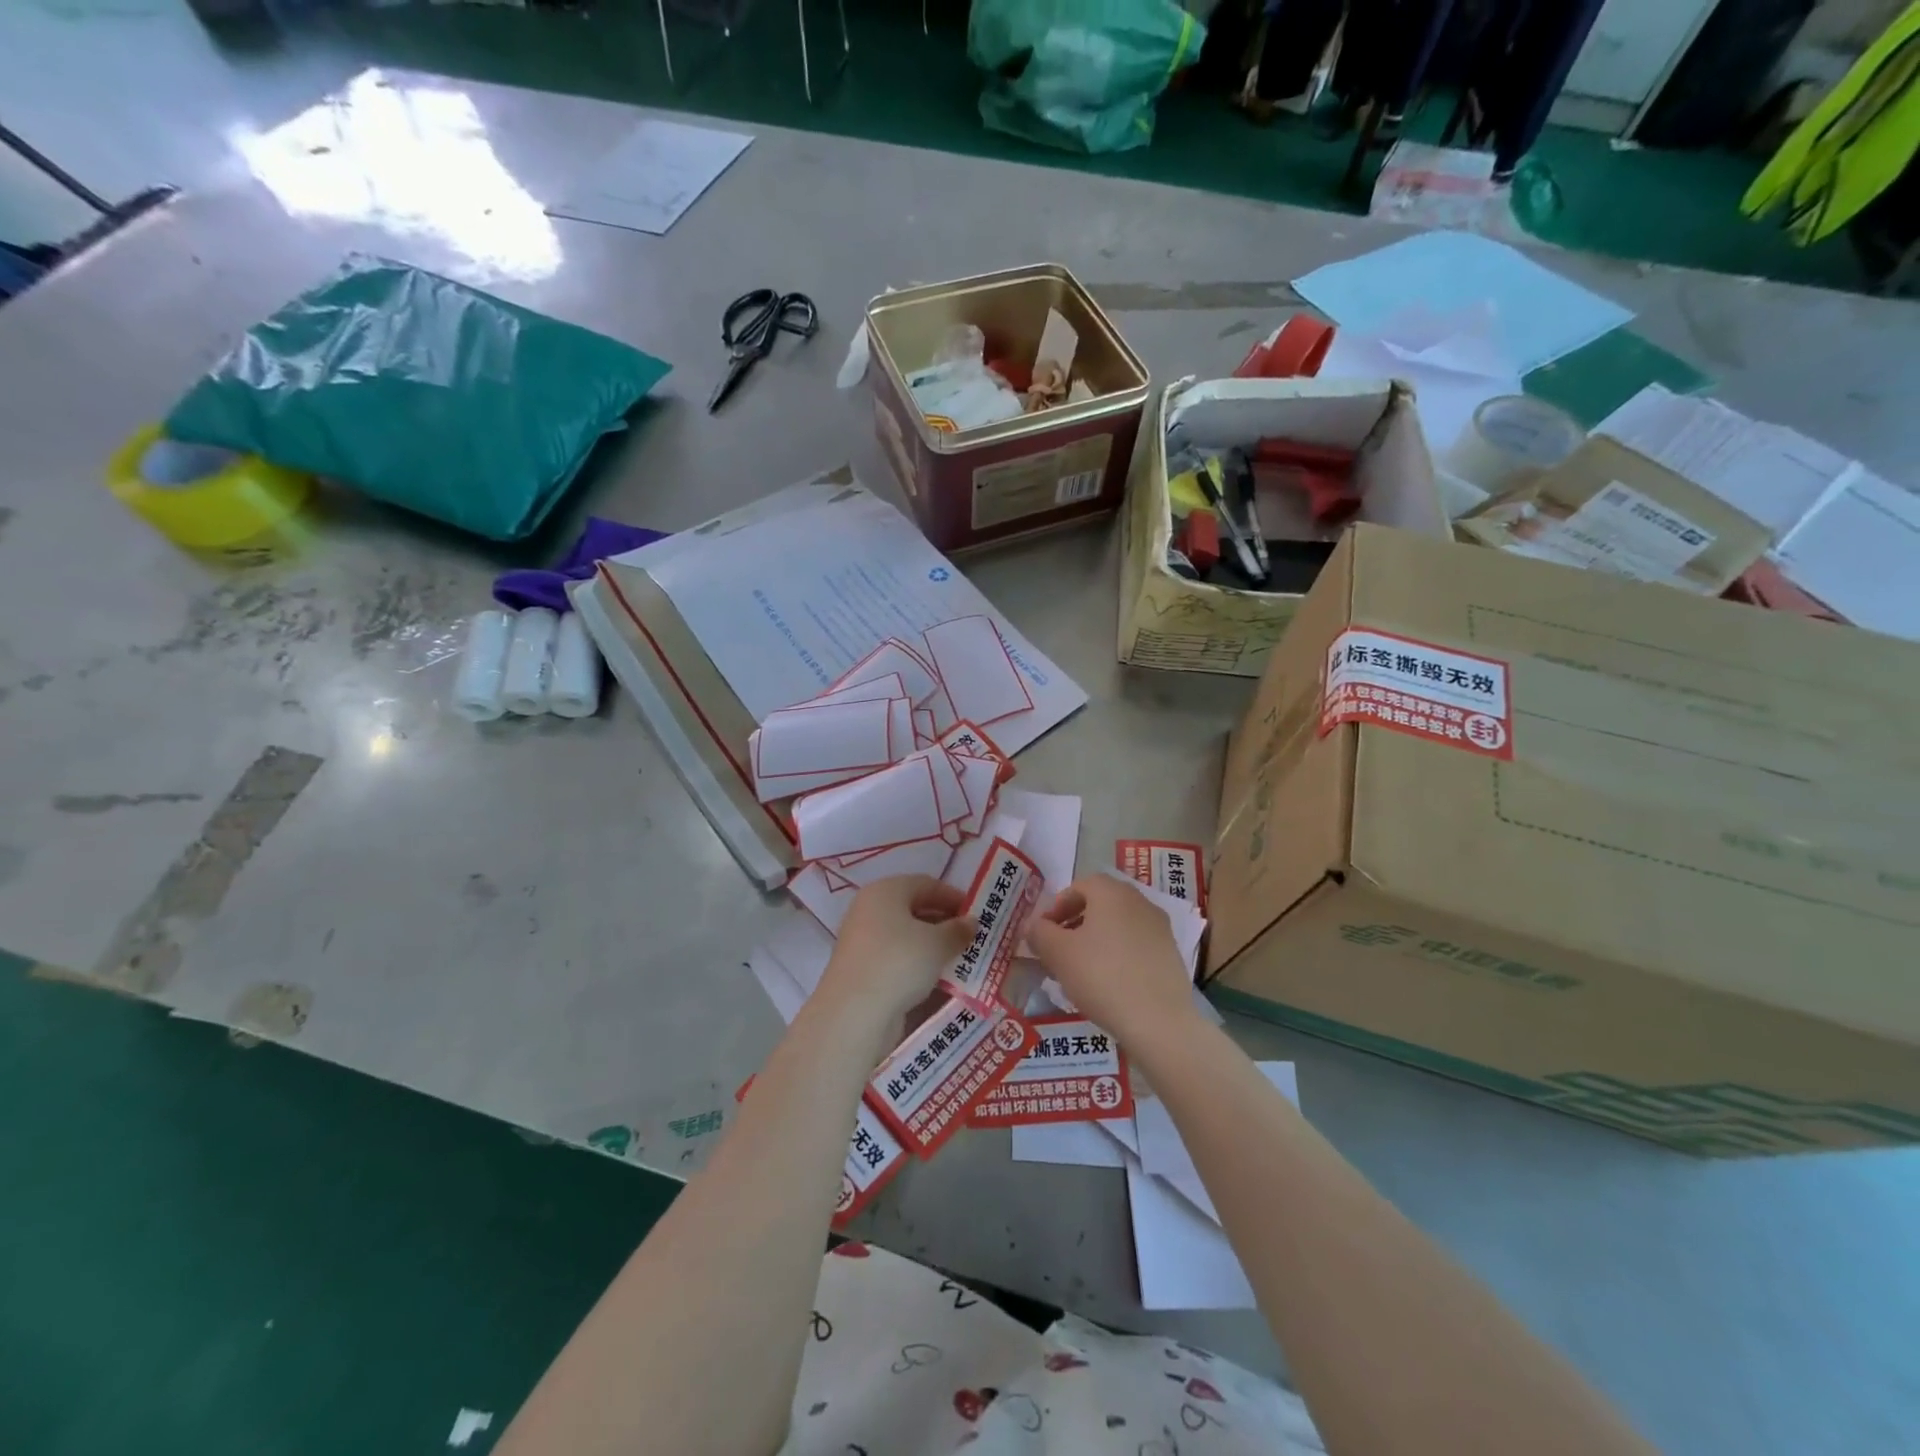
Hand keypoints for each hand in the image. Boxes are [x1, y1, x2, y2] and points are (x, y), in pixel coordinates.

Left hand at [817, 875, 971, 1027]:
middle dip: (943, 922)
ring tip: (958, 959)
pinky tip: (935, 977)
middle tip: (970, 938)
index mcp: (885, 891)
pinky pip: (895, 957)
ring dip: (931, 945)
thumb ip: (958, 930)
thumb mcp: (938, 943)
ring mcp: (862, 940)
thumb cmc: (899, 962)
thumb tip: (971, 923)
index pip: (926, 884)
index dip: (953, 896)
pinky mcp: (861, 968)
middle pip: (913, 908)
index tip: (977, 913)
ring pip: (904, 935)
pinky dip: (916, 963)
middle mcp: (869, 909)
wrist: (855, 1013)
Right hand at [1028, 875, 1196, 1045]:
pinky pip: (1136, 945)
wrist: (1159, 1022)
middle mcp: (1140, 902)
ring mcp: (1160, 928)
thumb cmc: (1102, 977)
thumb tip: (1034, 926)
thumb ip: (1040, 933)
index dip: (1057, 906)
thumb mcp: (1058, 954)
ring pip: (1118, 925)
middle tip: (1058, 949)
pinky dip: (1118, 955)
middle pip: (1101, 904)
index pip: (1080, 886)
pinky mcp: (1171, 955)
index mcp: (1112, 893)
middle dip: (1075, 922)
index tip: (1044, 932)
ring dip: (1096, 940)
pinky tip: (1108, 984)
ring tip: (1080, 970)